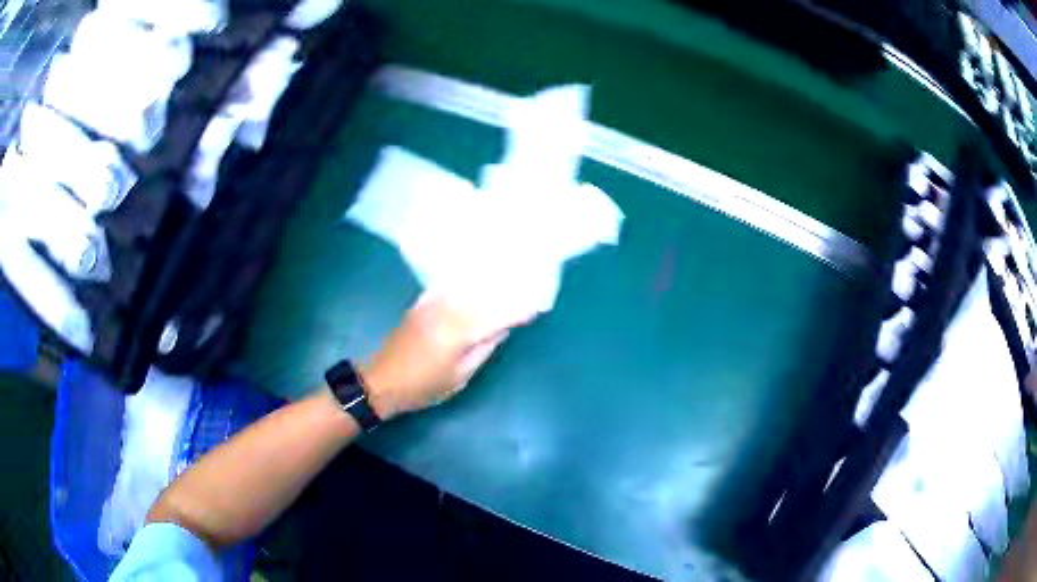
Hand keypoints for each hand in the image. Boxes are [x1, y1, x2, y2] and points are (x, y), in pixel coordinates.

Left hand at [361, 293, 528, 419]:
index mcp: (458, 332)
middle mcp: (446, 310)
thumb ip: (484, 348)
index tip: (538, 306)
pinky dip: (466, 282)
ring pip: (467, 287)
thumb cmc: (425, 386)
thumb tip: (503, 327)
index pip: (495, 316)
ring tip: (510, 277)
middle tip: (531, 285)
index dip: (518, 310)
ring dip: (489, 282)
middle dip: (508, 291)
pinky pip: (450, 286)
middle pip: (484, 295)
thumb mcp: (461, 375)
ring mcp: (432, 304)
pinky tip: (477, 278)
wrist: (383, 381)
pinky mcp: (422, 303)